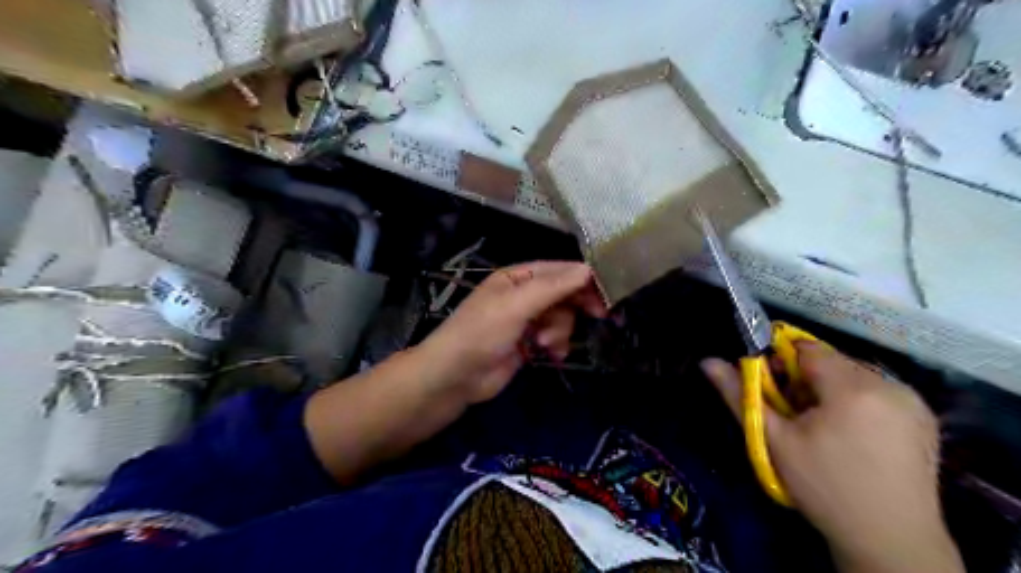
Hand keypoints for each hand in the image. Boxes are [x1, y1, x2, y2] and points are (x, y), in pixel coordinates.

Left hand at [417, 263, 599, 404]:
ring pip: (560, 317)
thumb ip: (552, 287)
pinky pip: (553, 337)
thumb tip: (587, 269)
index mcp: (516, 277)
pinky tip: (549, 354)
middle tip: (600, 315)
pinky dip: (555, 345)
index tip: (606, 291)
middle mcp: (522, 295)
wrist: (456, 376)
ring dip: (560, 330)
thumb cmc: (482, 332)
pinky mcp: (527, 343)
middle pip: (561, 293)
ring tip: (546, 344)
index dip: (581, 278)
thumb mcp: (517, 305)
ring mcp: (525, 320)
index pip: (556, 270)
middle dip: (576, 305)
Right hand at [702, 346, 967, 572]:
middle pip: (831, 361)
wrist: (891, 542)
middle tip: (797, 417)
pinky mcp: (926, 417)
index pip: (807, 349)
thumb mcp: (774, 441)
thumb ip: (740, 395)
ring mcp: (913, 401)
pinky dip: (857, 402)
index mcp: (853, 388)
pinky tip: (853, 435)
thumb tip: (707, 361)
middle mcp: (890, 385)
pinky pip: (878, 391)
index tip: (775, 393)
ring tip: (824, 429)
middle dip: (806, 380)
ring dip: (831, 391)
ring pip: (854, 375)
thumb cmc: (823, 488)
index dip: (783, 365)